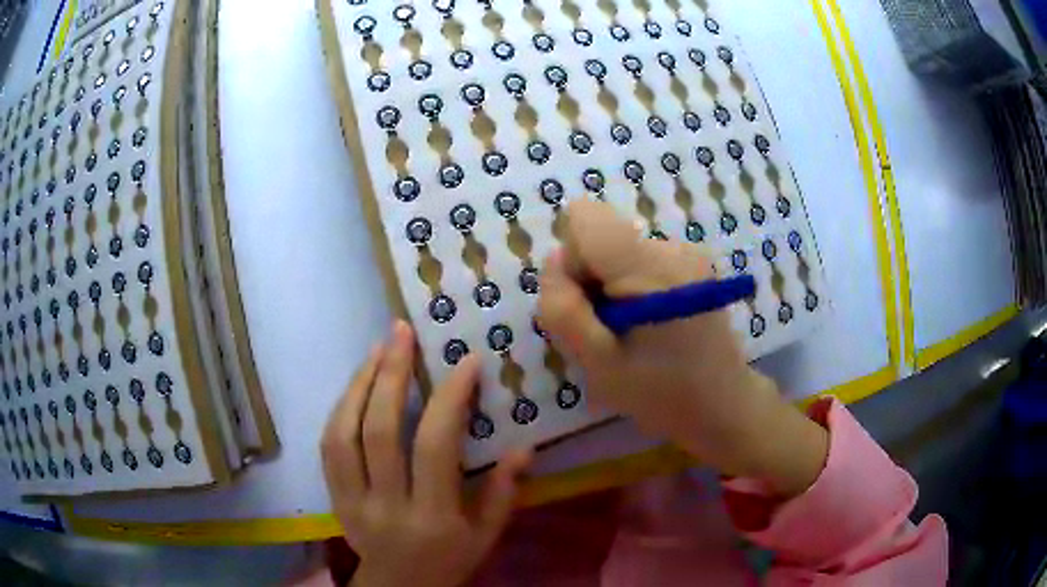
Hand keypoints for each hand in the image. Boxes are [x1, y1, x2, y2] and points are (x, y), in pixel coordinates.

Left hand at [321, 321, 531, 586]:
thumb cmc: (450, 561)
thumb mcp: (487, 536)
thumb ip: (505, 493)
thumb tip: (524, 446)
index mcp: (433, 516)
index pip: (435, 448)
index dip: (449, 399)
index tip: (465, 362)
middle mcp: (386, 504)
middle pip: (380, 430)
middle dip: (391, 373)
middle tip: (402, 332)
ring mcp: (352, 500)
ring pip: (345, 432)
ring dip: (360, 383)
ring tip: (378, 347)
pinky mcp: (334, 496)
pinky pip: (329, 445)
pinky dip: (341, 407)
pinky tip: (356, 383)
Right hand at [538, 199, 827, 496]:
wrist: (723, 404)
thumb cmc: (660, 393)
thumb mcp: (597, 363)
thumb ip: (564, 309)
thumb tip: (555, 259)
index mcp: (650, 268)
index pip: (586, 217)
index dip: (573, 258)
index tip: (587, 302)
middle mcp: (671, 247)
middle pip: (602, 236)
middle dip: (591, 279)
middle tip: (609, 330)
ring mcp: (687, 253)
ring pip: (618, 251)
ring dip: (611, 288)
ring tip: (633, 333)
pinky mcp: (693, 263)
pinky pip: (639, 260)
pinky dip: (632, 288)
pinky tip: (651, 324)